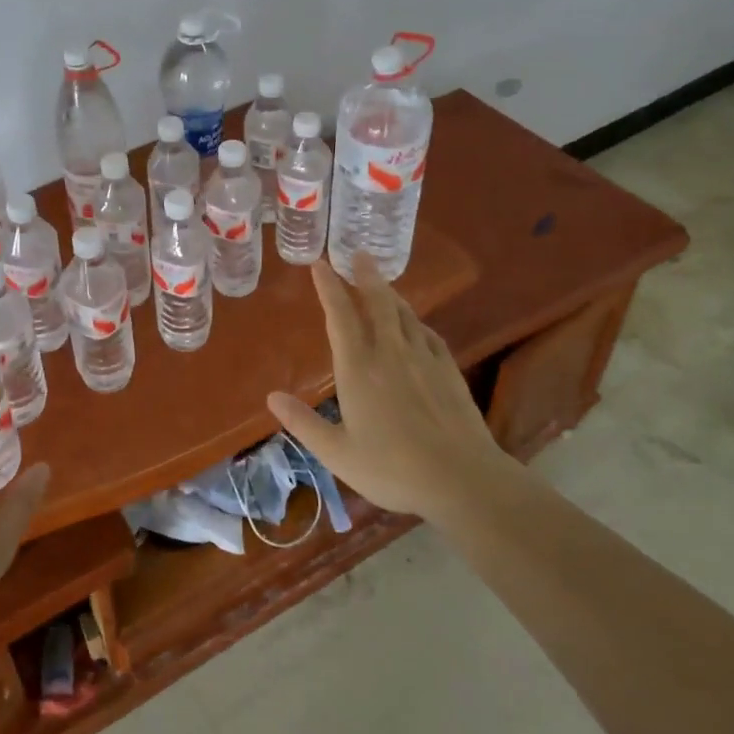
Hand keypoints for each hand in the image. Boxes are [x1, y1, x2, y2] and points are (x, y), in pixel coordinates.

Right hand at [267, 253, 498, 520]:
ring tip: (381, 282)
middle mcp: (390, 354)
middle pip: (377, 303)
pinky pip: (428, 334)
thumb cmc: (392, 468)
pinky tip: (415, 324)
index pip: (340, 316)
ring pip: (404, 314)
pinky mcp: (449, 371)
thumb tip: (271, 397)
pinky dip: (416, 321)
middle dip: (365, 276)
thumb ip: (303, 423)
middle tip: (359, 253)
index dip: (328, 288)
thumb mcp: (337, 453)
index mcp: (358, 369)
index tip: (320, 264)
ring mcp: (423, 359)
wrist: (462, 480)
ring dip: (390, 293)